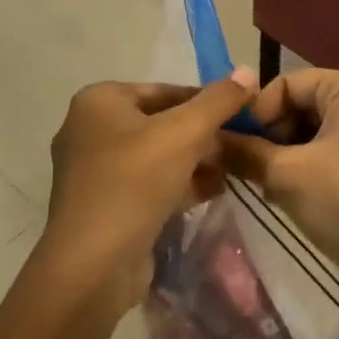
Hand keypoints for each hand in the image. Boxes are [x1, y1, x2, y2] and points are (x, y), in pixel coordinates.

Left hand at [43, 73, 255, 310]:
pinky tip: (214, 191)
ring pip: (157, 155)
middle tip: (241, 145)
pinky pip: (148, 184)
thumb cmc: (134, 183)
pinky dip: (179, 184)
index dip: (207, 101)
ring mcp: (95, 171)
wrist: (93, 266)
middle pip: (161, 122)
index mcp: (99, 101)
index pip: (165, 90)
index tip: (242, 115)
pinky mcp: (105, 205)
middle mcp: (91, 129)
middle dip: (203, 135)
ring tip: (234, 168)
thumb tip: (247, 72)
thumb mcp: (184, 133)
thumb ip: (218, 101)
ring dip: (196, 161)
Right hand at [220, 69, 338, 297]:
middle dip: (268, 135)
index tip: (233, 144)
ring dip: (280, 156)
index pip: (287, 84)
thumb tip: (206, 141)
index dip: (257, 112)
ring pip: (309, 133)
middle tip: (243, 166)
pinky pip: (324, 154)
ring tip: (258, 183)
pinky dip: (300, 169)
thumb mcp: (285, 173)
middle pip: (299, 106)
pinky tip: (279, 195)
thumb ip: (242, 151)